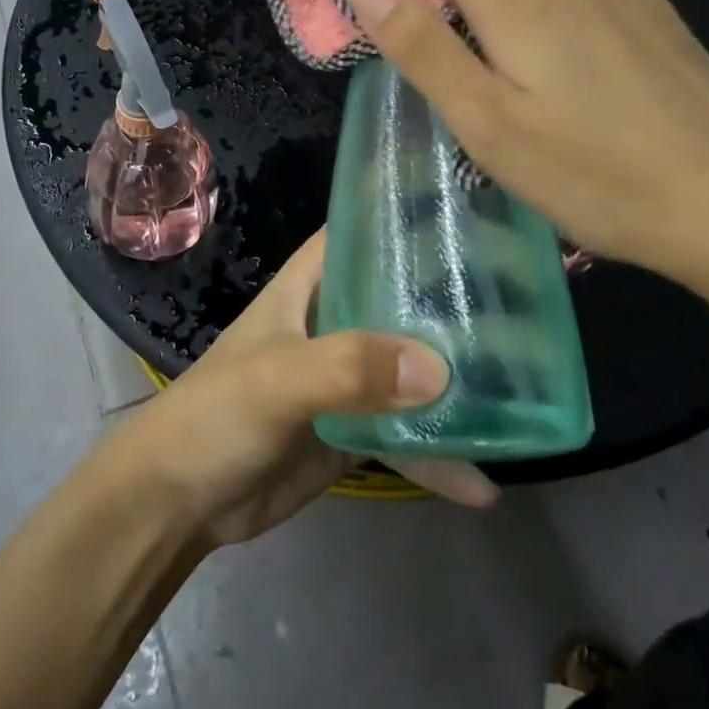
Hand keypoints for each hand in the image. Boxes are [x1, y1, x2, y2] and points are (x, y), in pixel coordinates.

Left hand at [102, 231, 498, 548]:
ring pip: (413, 363)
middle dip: (454, 296)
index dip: (409, 212)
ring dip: (457, 376)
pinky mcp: (355, 428)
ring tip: (528, 384)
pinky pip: (406, 432)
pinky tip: (484, 482)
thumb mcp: (277, 379)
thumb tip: (439, 368)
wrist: (180, 502)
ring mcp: (348, 376)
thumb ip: (349, 367)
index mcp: (311, 284)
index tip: (472, 206)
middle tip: (528, 295)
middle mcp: (335, 319)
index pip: (363, 229)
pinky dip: (438, 454)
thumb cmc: (217, 414)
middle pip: (402, 295)